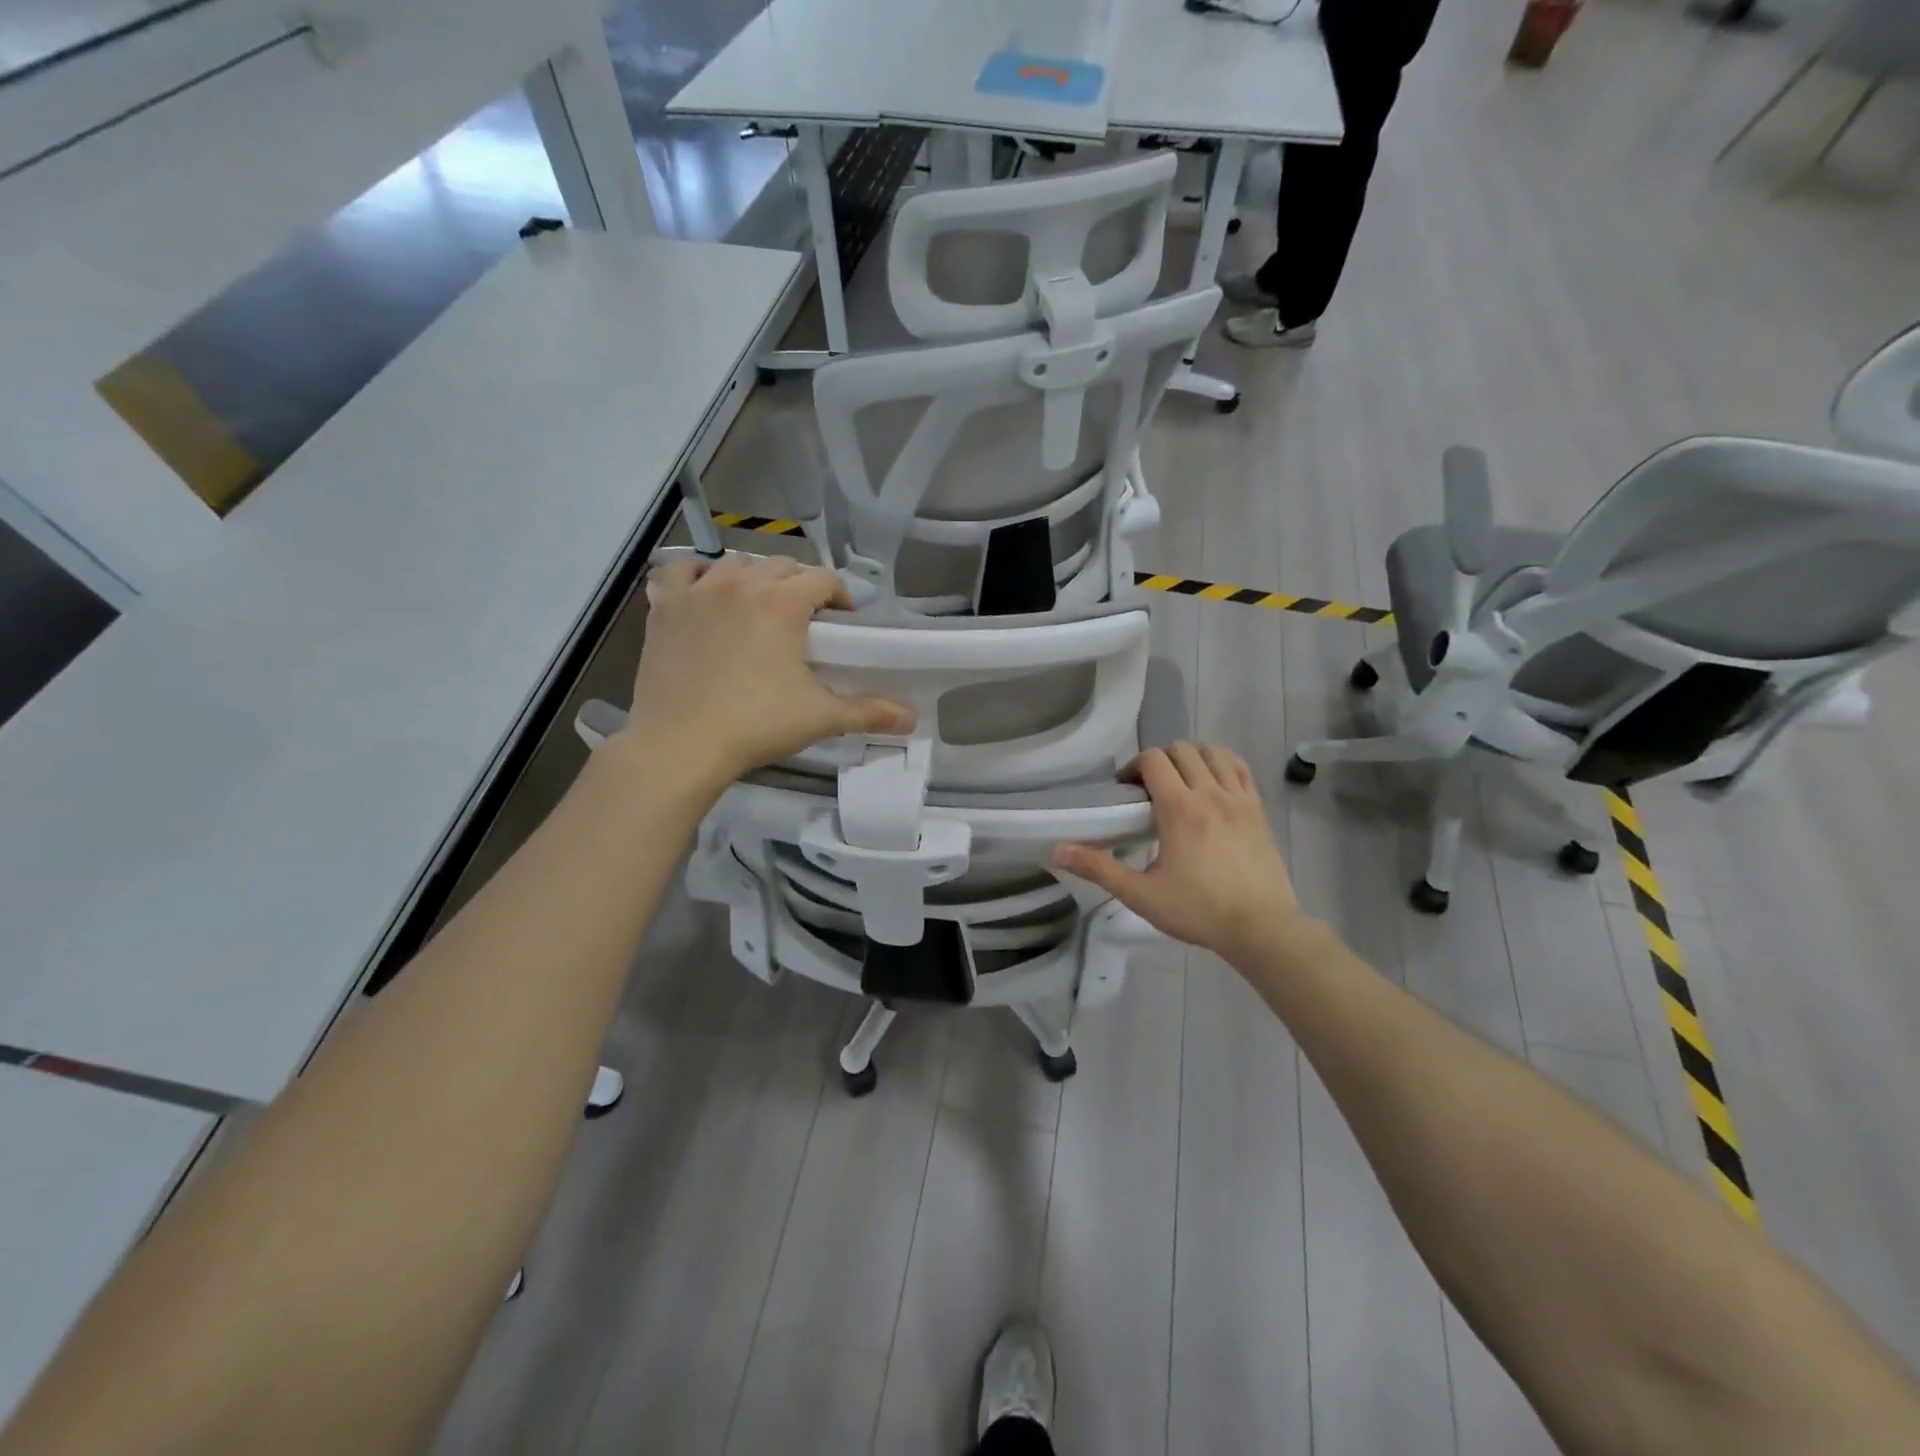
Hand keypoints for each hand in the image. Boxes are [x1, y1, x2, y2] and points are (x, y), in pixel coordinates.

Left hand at [621, 554, 913, 787]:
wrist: (680, 745)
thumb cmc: (756, 725)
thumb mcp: (820, 717)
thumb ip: (869, 711)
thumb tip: (912, 719)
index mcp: (782, 601)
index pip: (822, 578)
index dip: (839, 596)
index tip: (842, 623)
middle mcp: (741, 583)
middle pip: (781, 565)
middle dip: (798, 586)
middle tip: (803, 622)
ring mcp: (697, 592)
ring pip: (733, 563)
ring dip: (752, 578)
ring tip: (757, 609)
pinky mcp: (663, 607)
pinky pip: (680, 573)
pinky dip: (696, 578)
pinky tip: (703, 597)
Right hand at [1053, 743, 1305, 966]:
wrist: (1262, 929)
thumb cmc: (1198, 911)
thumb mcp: (1141, 894)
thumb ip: (1099, 868)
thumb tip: (1057, 851)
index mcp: (1180, 808)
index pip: (1153, 759)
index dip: (1134, 767)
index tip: (1126, 792)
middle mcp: (1211, 793)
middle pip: (1181, 749)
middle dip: (1160, 761)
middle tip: (1150, 791)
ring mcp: (1240, 799)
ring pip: (1213, 752)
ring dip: (1192, 758)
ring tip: (1182, 785)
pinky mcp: (1260, 810)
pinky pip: (1240, 768)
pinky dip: (1222, 765)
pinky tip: (1213, 786)